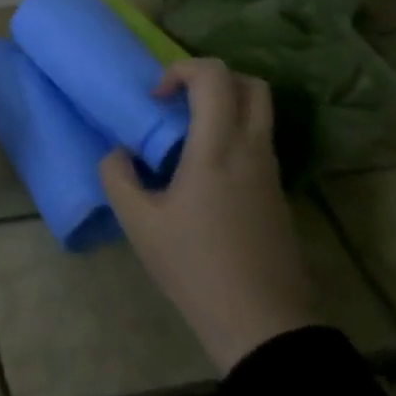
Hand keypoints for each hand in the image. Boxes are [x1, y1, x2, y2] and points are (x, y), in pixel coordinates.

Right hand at [100, 58, 313, 372]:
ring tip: (186, 138)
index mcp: (218, 148)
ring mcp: (271, 172)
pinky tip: (204, 173)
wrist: (262, 325)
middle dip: (211, 79)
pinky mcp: (278, 195)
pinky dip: (233, 135)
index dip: (181, 70)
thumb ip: (117, 176)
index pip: (214, 76)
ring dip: (225, 107)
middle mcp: (251, 149)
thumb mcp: (138, 223)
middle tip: (179, 103)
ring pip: (260, 112)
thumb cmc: (195, 267)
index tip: (156, 100)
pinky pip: (259, 142)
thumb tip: (119, 153)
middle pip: (250, 84)